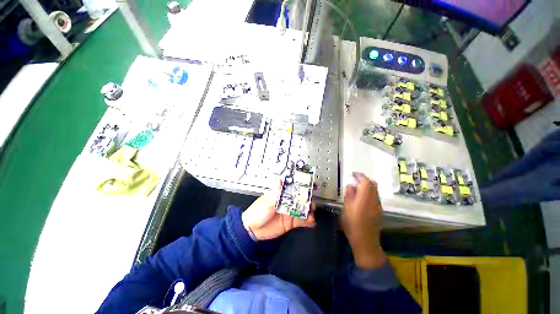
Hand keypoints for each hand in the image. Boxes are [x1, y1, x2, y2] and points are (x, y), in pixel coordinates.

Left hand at [242, 181, 315, 240]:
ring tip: (311, 213)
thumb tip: (282, 181)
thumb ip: (277, 193)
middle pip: (300, 198)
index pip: (293, 188)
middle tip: (311, 202)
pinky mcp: (291, 222)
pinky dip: (308, 221)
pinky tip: (311, 221)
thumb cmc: (257, 212)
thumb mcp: (266, 202)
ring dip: (309, 210)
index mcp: (281, 195)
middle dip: (308, 199)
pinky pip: (302, 221)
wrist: (252, 230)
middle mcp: (287, 202)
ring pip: (303, 209)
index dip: (302, 186)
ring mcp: (290, 212)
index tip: (311, 185)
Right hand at [342, 173, 385, 269]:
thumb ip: (349, 195)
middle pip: (373, 185)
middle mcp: (374, 200)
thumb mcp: (346, 209)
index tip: (353, 174)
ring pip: (375, 190)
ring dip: (367, 185)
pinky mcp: (378, 210)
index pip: (366, 182)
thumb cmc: (353, 225)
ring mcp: (378, 205)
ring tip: (356, 187)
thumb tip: (350, 185)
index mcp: (365, 199)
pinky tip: (361, 196)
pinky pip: (375, 196)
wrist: (365, 241)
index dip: (360, 176)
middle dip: (364, 179)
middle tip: (354, 179)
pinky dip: (369, 192)